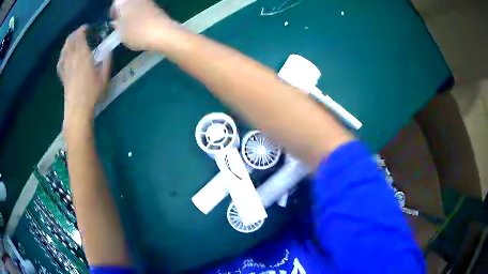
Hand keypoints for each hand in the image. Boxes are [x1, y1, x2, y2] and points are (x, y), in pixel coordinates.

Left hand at [57, 26, 110, 124]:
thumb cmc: (92, 93)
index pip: (80, 37)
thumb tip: (109, 50)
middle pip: (70, 41)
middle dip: (75, 34)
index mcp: (83, 56)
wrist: (78, 110)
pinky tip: (65, 55)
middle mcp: (72, 59)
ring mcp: (66, 67)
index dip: (82, 30)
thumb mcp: (104, 77)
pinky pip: (60, 62)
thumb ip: (107, 61)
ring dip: (68, 42)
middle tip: (80, 32)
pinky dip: (62, 55)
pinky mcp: (63, 76)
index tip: (87, 27)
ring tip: (73, 40)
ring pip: (64, 50)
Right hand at [110, 0, 176, 50]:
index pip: (115, 4)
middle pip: (126, 4)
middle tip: (121, 26)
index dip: (113, 13)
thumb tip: (117, 23)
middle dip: (123, 13)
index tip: (113, 22)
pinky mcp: (156, 8)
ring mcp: (148, 2)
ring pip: (136, 7)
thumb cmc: (136, 31)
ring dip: (132, 15)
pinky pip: (144, 11)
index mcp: (125, 1)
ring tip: (130, 29)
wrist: (162, 33)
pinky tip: (141, 28)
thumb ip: (116, 26)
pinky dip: (141, 17)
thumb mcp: (120, 33)